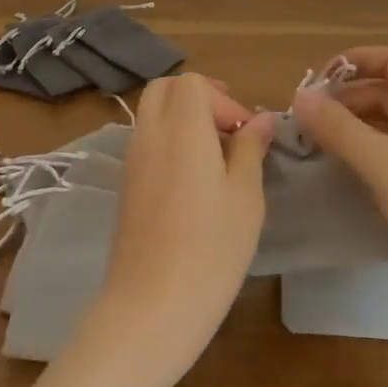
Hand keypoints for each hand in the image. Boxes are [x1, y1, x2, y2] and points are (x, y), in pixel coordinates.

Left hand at [74, 74, 275, 386]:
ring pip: (152, 114)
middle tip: (229, 132)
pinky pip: (146, 141)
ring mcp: (132, 159)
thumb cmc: (212, 248)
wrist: (152, 303)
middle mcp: (149, 133)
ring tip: (215, 159)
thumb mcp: (245, 196)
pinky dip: (169, 142)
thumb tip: (261, 120)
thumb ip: (251, 149)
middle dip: (199, 98)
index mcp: (182, 128)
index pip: (193, 83)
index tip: (246, 135)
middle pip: (166, 89)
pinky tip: (193, 181)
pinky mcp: (126, 184)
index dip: (224, 99)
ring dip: (183, 120)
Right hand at [290, 46, 387, 286]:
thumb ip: (338, 128)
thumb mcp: (380, 162)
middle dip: (347, 98)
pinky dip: (367, 157)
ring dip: (354, 128)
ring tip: (320, 147)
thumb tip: (299, 95)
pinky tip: (348, 177)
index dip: (359, 59)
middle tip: (310, 121)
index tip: (320, 81)